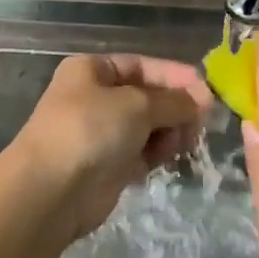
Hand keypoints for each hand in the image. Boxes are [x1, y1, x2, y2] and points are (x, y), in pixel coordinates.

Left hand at [11, 53, 212, 236]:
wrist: (50, 191)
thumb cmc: (90, 130)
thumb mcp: (136, 105)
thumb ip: (172, 100)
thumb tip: (199, 100)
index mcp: (93, 70)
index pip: (143, 66)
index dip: (176, 76)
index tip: (207, 92)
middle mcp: (95, 97)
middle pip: (147, 96)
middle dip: (175, 107)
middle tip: (201, 122)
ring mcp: (101, 133)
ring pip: (148, 126)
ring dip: (169, 131)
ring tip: (184, 142)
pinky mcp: (108, 166)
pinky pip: (142, 151)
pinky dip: (158, 152)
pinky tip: (172, 157)